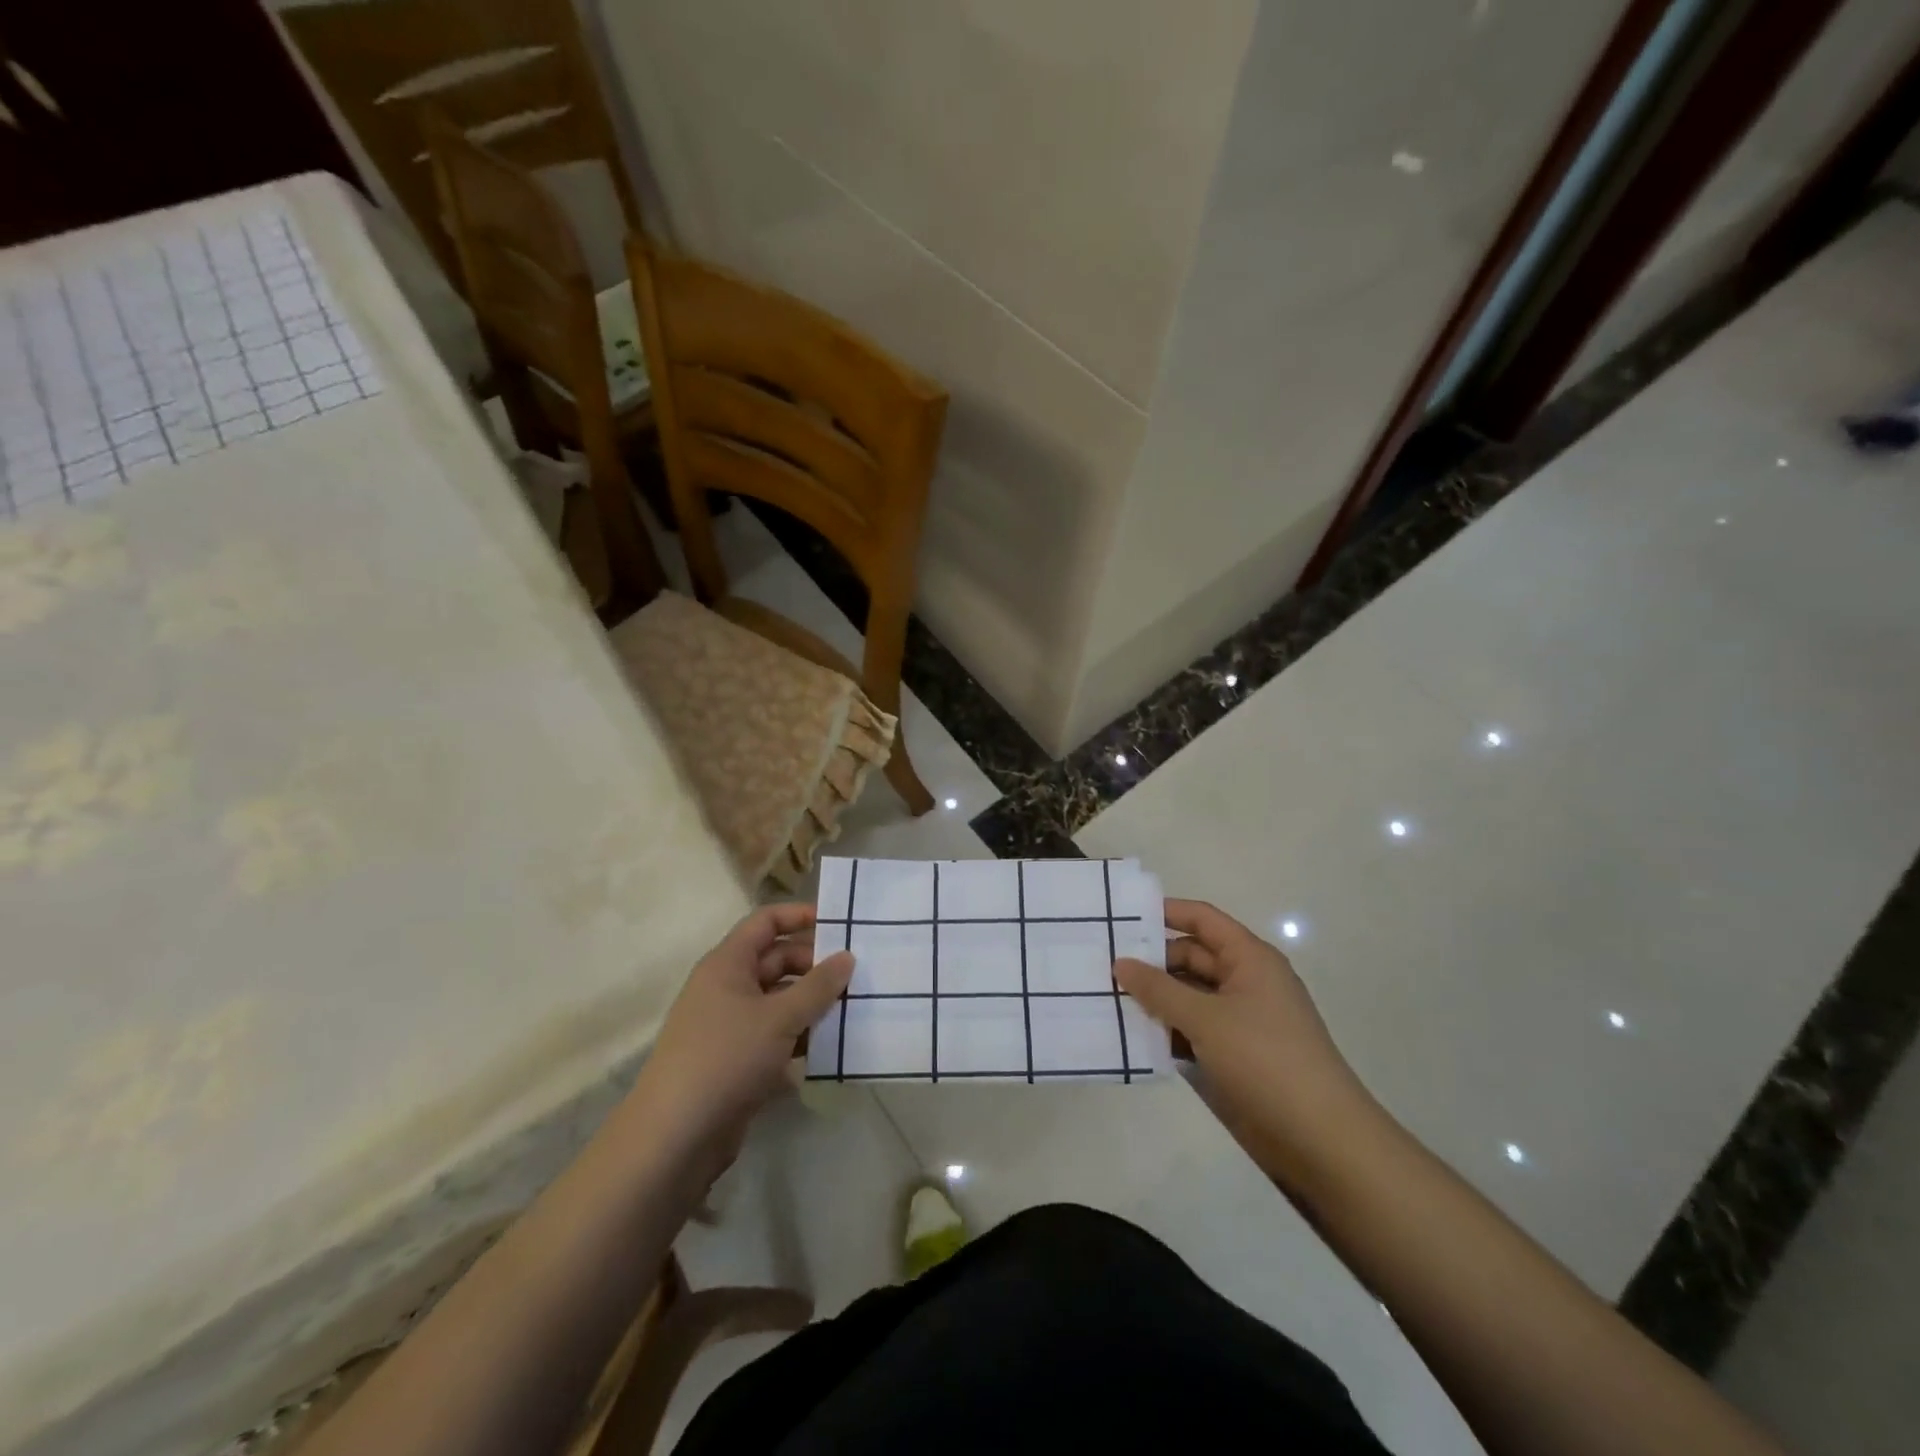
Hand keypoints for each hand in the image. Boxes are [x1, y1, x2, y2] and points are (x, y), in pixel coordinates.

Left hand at [628, 904, 852, 1175]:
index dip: (800, 916)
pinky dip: (801, 1035)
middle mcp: (727, 987)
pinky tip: (832, 1046)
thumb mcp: (779, 1017)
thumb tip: (848, 956)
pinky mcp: (737, 1060)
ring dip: (812, 1003)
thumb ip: (818, 986)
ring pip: (779, 1000)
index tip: (839, 923)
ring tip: (854, 1008)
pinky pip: (776, 1034)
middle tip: (857, 975)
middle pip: (776, 960)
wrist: (675, 1137)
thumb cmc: (726, 1058)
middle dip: (815, 965)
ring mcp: (730, 1025)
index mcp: (727, 964)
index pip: (765, 922)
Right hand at [1115, 900, 1380, 1179]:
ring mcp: (1242, 1018)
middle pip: (1191, 957)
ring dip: (1156, 999)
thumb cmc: (1265, 1060)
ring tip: (1107, 1000)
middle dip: (1151, 962)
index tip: (1121, 916)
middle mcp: (1246, 980)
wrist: (1321, 1138)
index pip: (1202, 919)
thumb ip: (1159, 989)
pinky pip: (1195, 1028)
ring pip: (1190, 995)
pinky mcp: (1237, 1053)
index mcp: (1249, 958)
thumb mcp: (1206, 1018)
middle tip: (1102, 967)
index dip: (1165, 912)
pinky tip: (1134, 1037)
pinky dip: (1169, 1030)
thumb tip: (1120, 964)